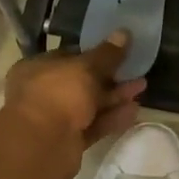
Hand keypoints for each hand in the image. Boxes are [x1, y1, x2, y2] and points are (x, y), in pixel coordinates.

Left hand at [0, 33, 145, 178]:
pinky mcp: (68, 141)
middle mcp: (42, 91)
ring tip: (141, 87)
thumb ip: (107, 54)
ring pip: (89, 105)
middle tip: (135, 70)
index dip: (93, 53)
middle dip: (109, 77)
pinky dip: (111, 118)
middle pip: (80, 82)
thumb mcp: (85, 68)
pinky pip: (93, 125)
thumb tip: (124, 32)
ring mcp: (54, 118)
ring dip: (114, 97)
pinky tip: (134, 111)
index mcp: (37, 68)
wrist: (42, 145)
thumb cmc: (58, 94)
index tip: (117, 51)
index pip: (68, 56)